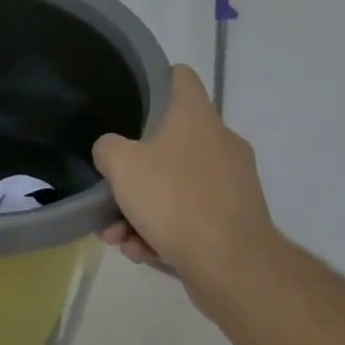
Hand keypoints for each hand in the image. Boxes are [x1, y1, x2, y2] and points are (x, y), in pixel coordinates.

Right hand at [94, 64, 277, 314]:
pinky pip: (191, 216)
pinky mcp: (237, 221)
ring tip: (118, 236)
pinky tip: (141, 251)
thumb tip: (112, 150)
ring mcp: (233, 184)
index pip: (181, 78)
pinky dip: (165, 230)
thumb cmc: (174, 198)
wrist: (232, 267)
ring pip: (176, 186)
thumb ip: (108, 148)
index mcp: (197, 118)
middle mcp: (221, 143)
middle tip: (111, 189)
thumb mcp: (120, 164)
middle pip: (170, 142)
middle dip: (135, 170)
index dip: (158, 79)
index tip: (135, 93)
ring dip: (143, 208)